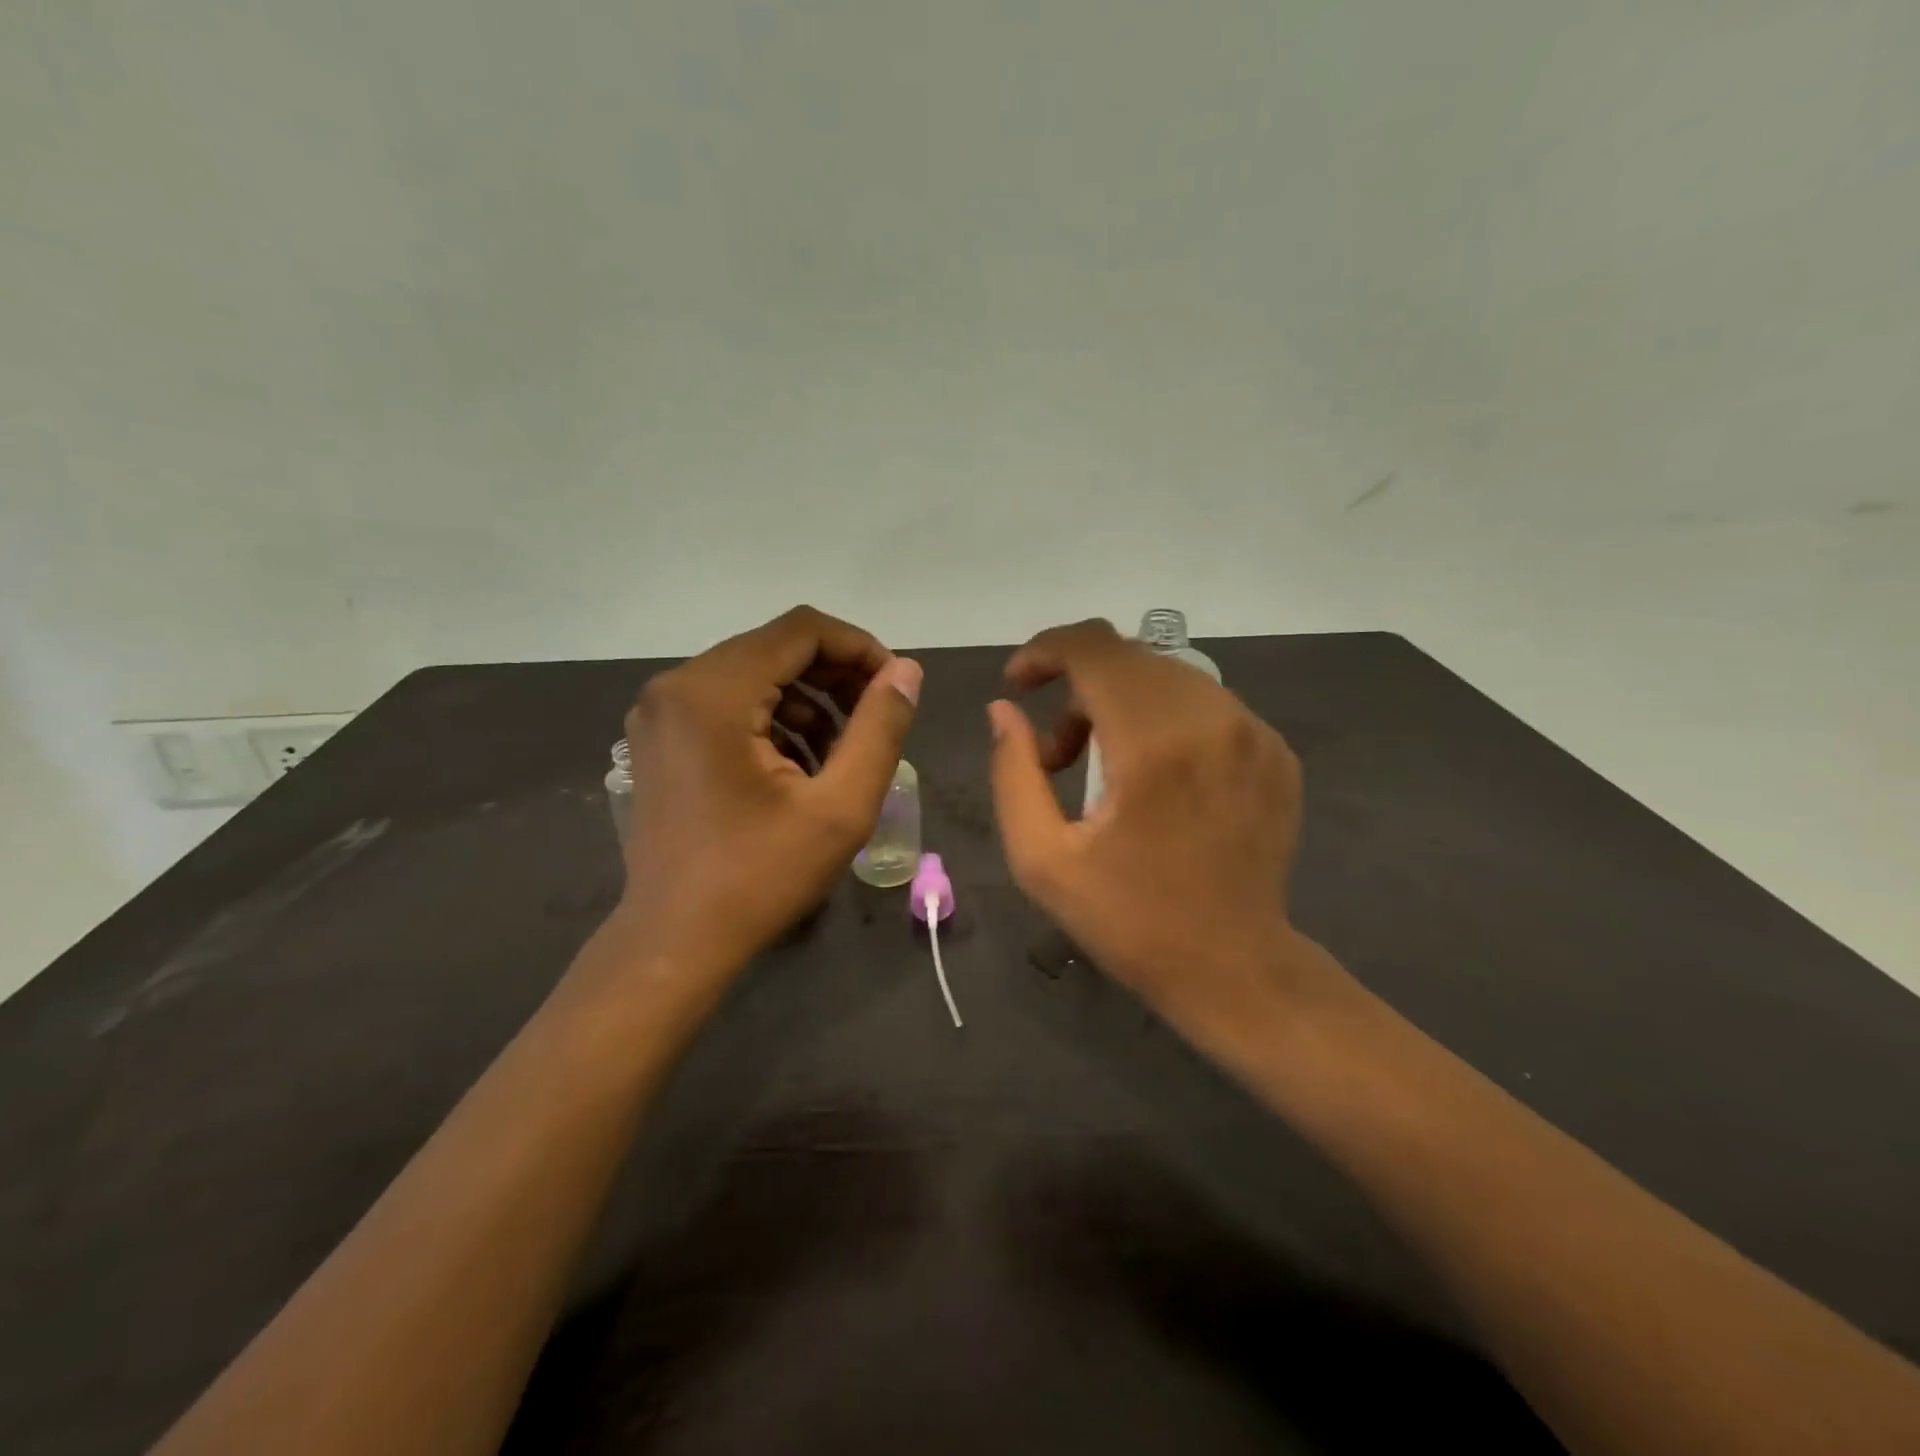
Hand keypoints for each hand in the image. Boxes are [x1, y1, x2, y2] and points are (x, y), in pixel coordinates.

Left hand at [609, 606, 920, 980]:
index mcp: (712, 693)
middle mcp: (676, 686)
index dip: (858, 647)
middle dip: (836, 676)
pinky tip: (801, 766)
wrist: (676, 941)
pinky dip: (774, 720)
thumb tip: (905, 671)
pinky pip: (729, 703)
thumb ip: (880, 728)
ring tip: (843, 751)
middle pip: (775, 648)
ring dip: (808, 701)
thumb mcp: (840, 806)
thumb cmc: (760, 877)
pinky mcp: (660, 737)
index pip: (800, 630)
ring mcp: (660, 712)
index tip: (894, 687)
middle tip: (876, 718)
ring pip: (754, 675)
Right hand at [987, 619, 1331, 1043]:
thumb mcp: (1042, 859)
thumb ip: (1012, 772)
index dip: (1044, 651)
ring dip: (1118, 703)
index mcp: (1153, 743)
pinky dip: (1163, 720)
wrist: (1235, 967)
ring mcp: (1254, 733)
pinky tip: (1153, 776)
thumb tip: (1004, 710)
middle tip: (1054, 753)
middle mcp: (1212, 719)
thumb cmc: (1129, 920)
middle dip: (1075, 686)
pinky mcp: (1276, 751)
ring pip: (1166, 677)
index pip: (1094, 648)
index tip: (1017, 685)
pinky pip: (1204, 704)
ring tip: (1099, 768)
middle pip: (1128, 658)